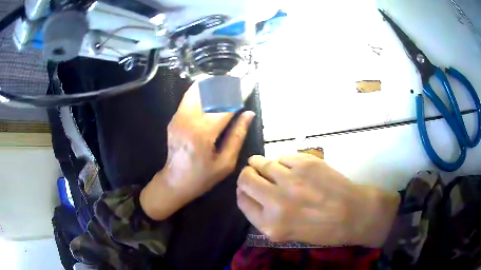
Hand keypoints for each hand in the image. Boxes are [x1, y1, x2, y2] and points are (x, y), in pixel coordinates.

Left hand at [140, 84, 254, 220]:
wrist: (174, 181)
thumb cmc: (202, 177)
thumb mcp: (225, 163)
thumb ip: (237, 136)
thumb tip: (248, 114)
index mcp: (203, 134)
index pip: (225, 106)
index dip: (239, 92)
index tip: (249, 81)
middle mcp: (188, 120)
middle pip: (209, 92)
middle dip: (226, 82)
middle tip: (239, 74)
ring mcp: (178, 117)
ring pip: (198, 90)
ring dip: (214, 83)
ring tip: (228, 78)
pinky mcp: (175, 117)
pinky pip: (189, 97)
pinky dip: (202, 89)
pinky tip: (212, 87)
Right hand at [237, 154, 399, 246]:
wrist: (353, 213)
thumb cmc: (322, 229)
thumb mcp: (286, 234)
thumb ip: (265, 217)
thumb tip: (252, 194)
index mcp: (270, 224)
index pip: (242, 200)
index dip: (242, 192)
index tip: (247, 189)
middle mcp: (276, 201)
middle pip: (246, 178)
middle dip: (248, 174)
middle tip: (255, 173)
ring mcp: (291, 180)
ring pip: (262, 162)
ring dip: (261, 163)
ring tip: (268, 166)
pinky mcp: (305, 163)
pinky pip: (283, 156)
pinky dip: (283, 161)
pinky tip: (292, 167)